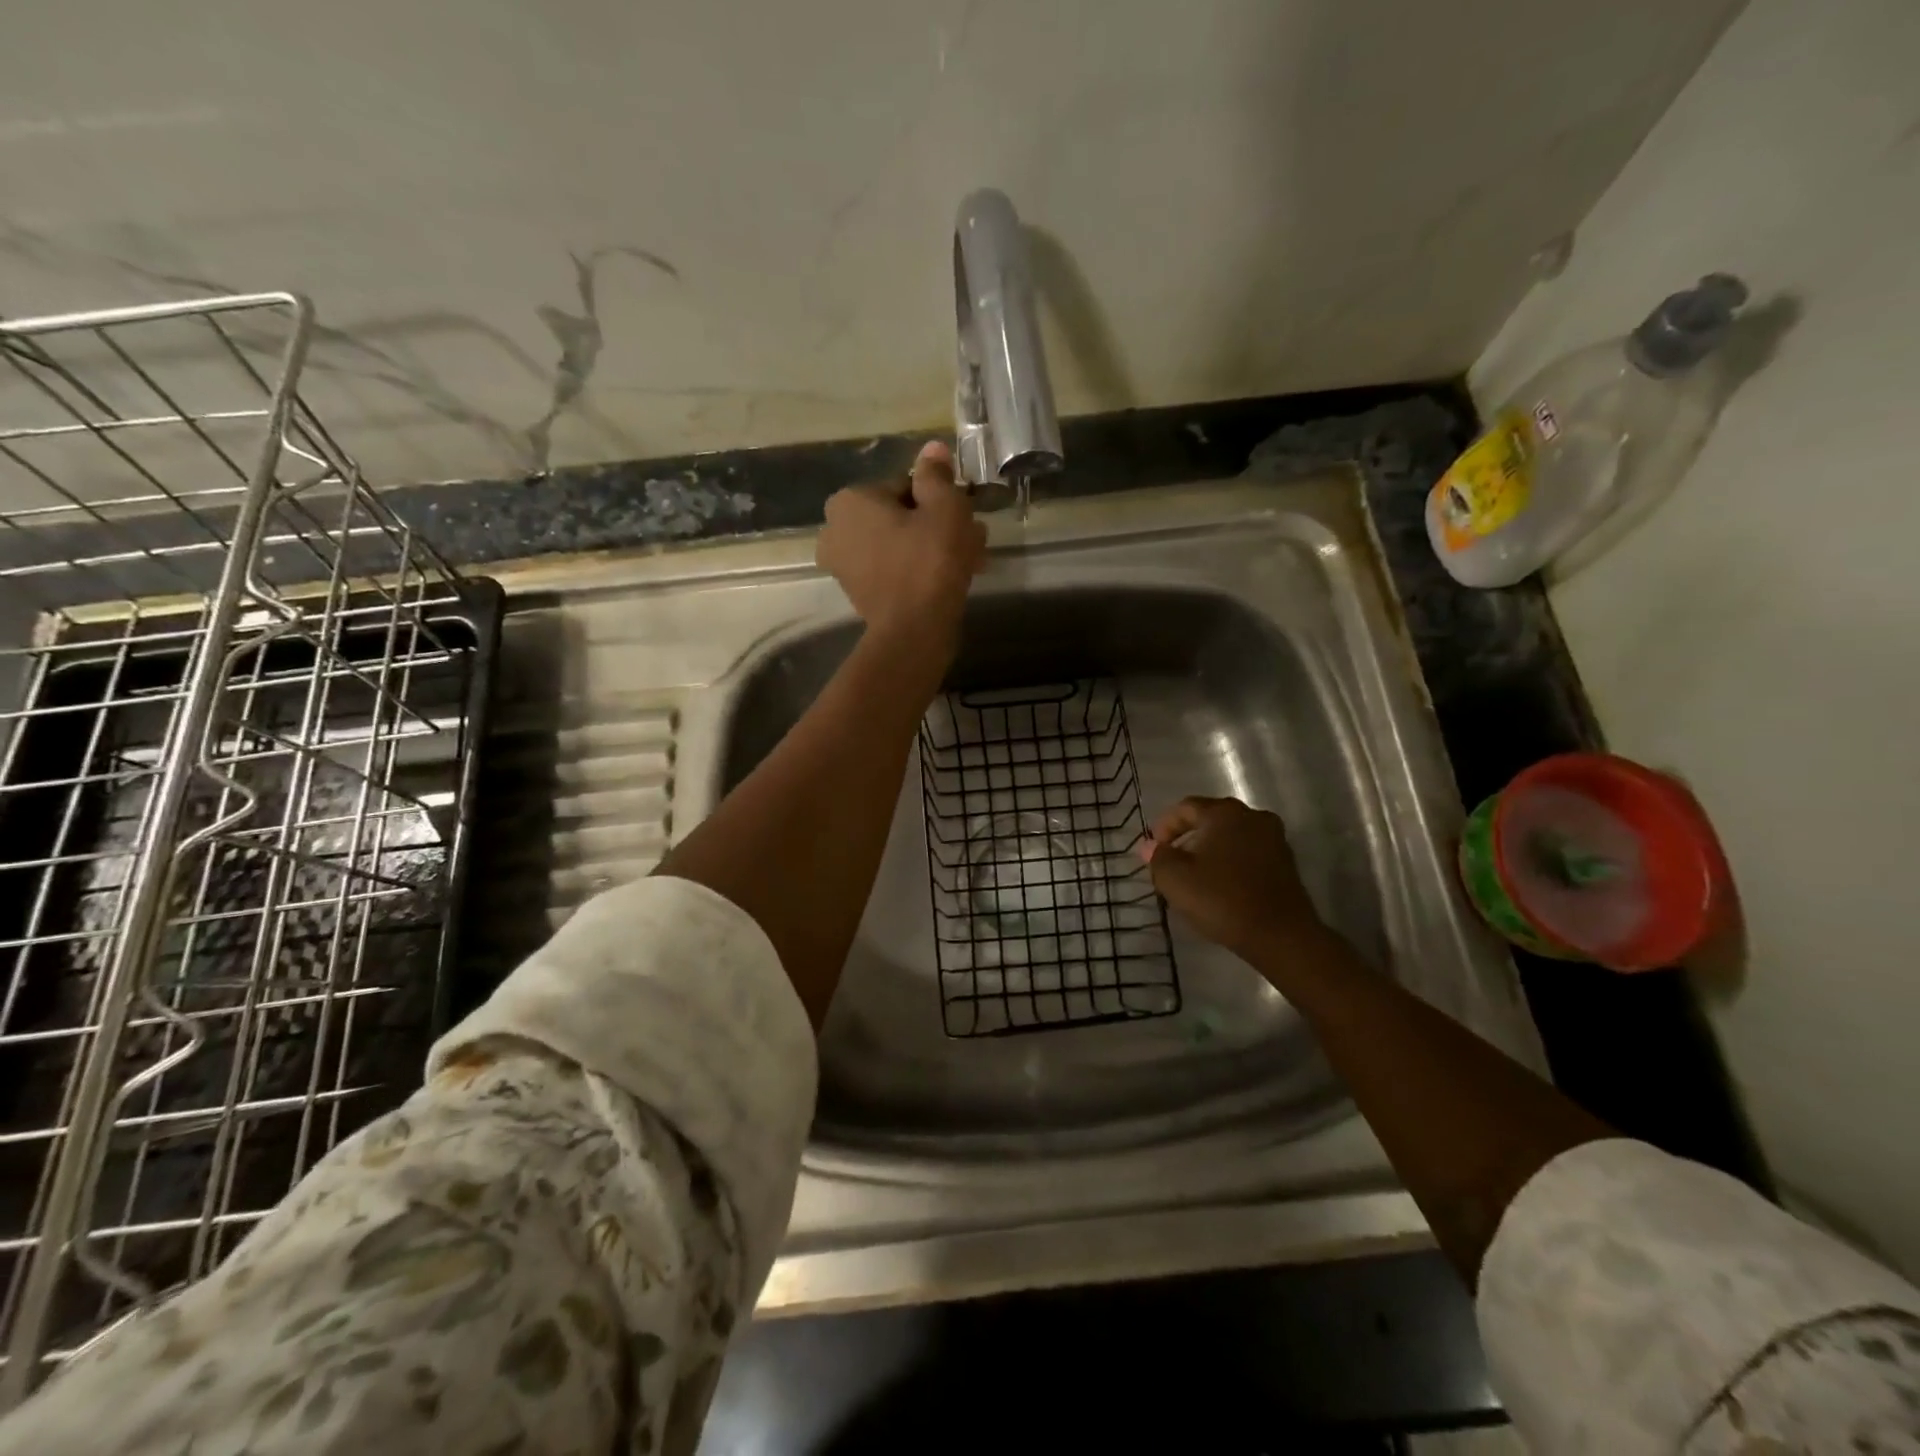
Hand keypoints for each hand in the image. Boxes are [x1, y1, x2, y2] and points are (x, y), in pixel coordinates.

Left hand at [817, 440, 986, 654]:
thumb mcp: (944, 507)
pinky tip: (949, 579)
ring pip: (898, 544)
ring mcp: (843, 565)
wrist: (914, 630)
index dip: (938, 499)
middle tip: (971, 539)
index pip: (904, 486)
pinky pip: (892, 569)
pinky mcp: (857, 594)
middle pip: (899, 517)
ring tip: (969, 560)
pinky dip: (917, 569)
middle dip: (936, 525)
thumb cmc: (930, 560)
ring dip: (932, 547)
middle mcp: (835, 529)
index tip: (963, 515)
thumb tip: (932, 448)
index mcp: (850, 500)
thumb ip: (936, 475)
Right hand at [1142, 796, 1335, 965]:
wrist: (1281, 936)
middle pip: (1210, 819)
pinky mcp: (1286, 862)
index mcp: (1224, 813)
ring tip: (1194, 878)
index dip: (1163, 827)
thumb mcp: (1175, 880)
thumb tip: (1149, 846)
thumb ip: (1158, 858)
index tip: (1154, 851)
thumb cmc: (1222, 900)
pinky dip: (1230, 863)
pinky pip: (1248, 853)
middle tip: (1171, 864)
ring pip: (1230, 836)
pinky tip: (1220, 887)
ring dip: (1209, 851)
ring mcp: (1274, 838)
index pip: (1185, 808)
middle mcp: (1252, 816)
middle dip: (1186, 839)